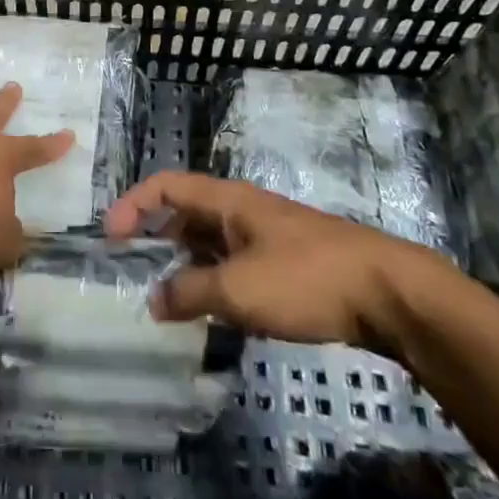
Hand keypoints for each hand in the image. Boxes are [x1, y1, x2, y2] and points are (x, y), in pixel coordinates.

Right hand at [104, 171, 452, 356]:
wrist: (388, 292)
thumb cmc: (305, 279)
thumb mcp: (237, 289)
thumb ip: (189, 293)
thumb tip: (154, 300)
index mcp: (227, 200)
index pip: (166, 186)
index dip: (133, 204)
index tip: (110, 238)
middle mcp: (243, 209)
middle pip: (186, 212)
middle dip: (156, 238)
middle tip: (132, 272)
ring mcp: (267, 235)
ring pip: (212, 242)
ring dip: (185, 264)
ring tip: (166, 300)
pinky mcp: (288, 262)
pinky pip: (236, 263)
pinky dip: (215, 280)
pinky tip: (213, 312)